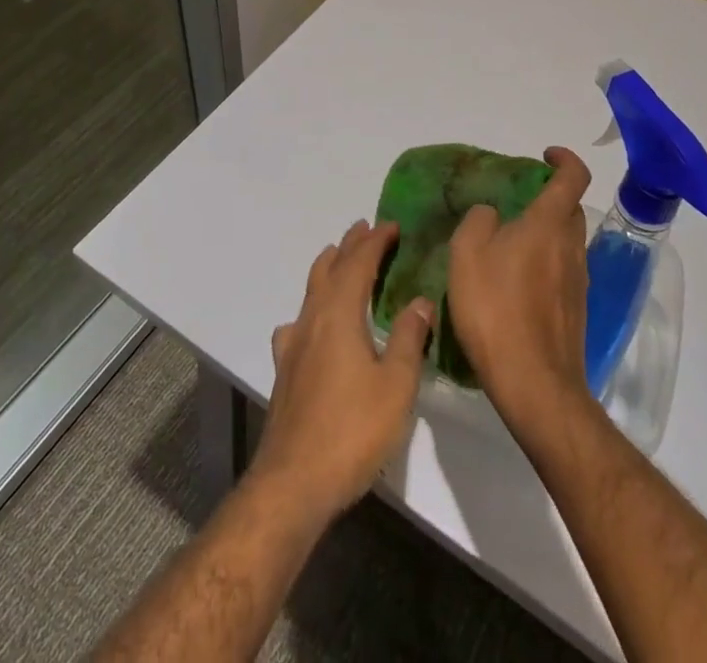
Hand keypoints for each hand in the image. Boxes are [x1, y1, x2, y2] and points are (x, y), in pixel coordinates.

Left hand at [252, 219, 433, 521]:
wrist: (294, 481)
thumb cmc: (352, 431)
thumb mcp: (396, 385)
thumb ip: (409, 338)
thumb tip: (421, 300)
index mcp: (340, 314)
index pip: (358, 263)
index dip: (375, 241)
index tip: (392, 225)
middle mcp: (312, 319)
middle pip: (330, 269)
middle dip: (349, 246)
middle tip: (364, 228)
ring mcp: (294, 344)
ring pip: (310, 291)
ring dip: (328, 269)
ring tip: (339, 258)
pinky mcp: (285, 369)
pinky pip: (298, 322)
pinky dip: (311, 307)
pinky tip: (312, 325)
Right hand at [447, 147, 593, 424]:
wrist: (533, 384)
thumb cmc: (496, 309)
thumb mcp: (467, 253)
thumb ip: (479, 221)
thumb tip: (493, 215)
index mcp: (549, 224)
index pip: (573, 177)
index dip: (564, 159)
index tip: (544, 155)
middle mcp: (572, 247)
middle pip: (570, 210)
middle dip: (549, 198)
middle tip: (515, 204)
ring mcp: (579, 282)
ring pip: (566, 242)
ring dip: (545, 234)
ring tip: (507, 246)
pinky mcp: (575, 312)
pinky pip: (562, 272)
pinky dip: (543, 265)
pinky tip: (513, 286)